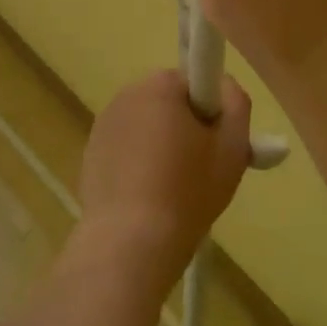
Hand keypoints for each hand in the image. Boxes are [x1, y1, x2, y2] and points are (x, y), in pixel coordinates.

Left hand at [74, 70, 250, 292]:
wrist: (130, 243)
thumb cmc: (188, 191)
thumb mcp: (232, 147)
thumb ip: (236, 103)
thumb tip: (223, 84)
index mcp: (158, 85)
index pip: (193, 82)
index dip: (209, 111)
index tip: (215, 144)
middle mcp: (126, 94)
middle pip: (168, 103)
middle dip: (185, 128)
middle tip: (200, 170)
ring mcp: (104, 124)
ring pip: (146, 126)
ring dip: (160, 146)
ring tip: (173, 191)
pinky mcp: (91, 153)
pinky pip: (125, 149)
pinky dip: (138, 166)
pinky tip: (147, 200)